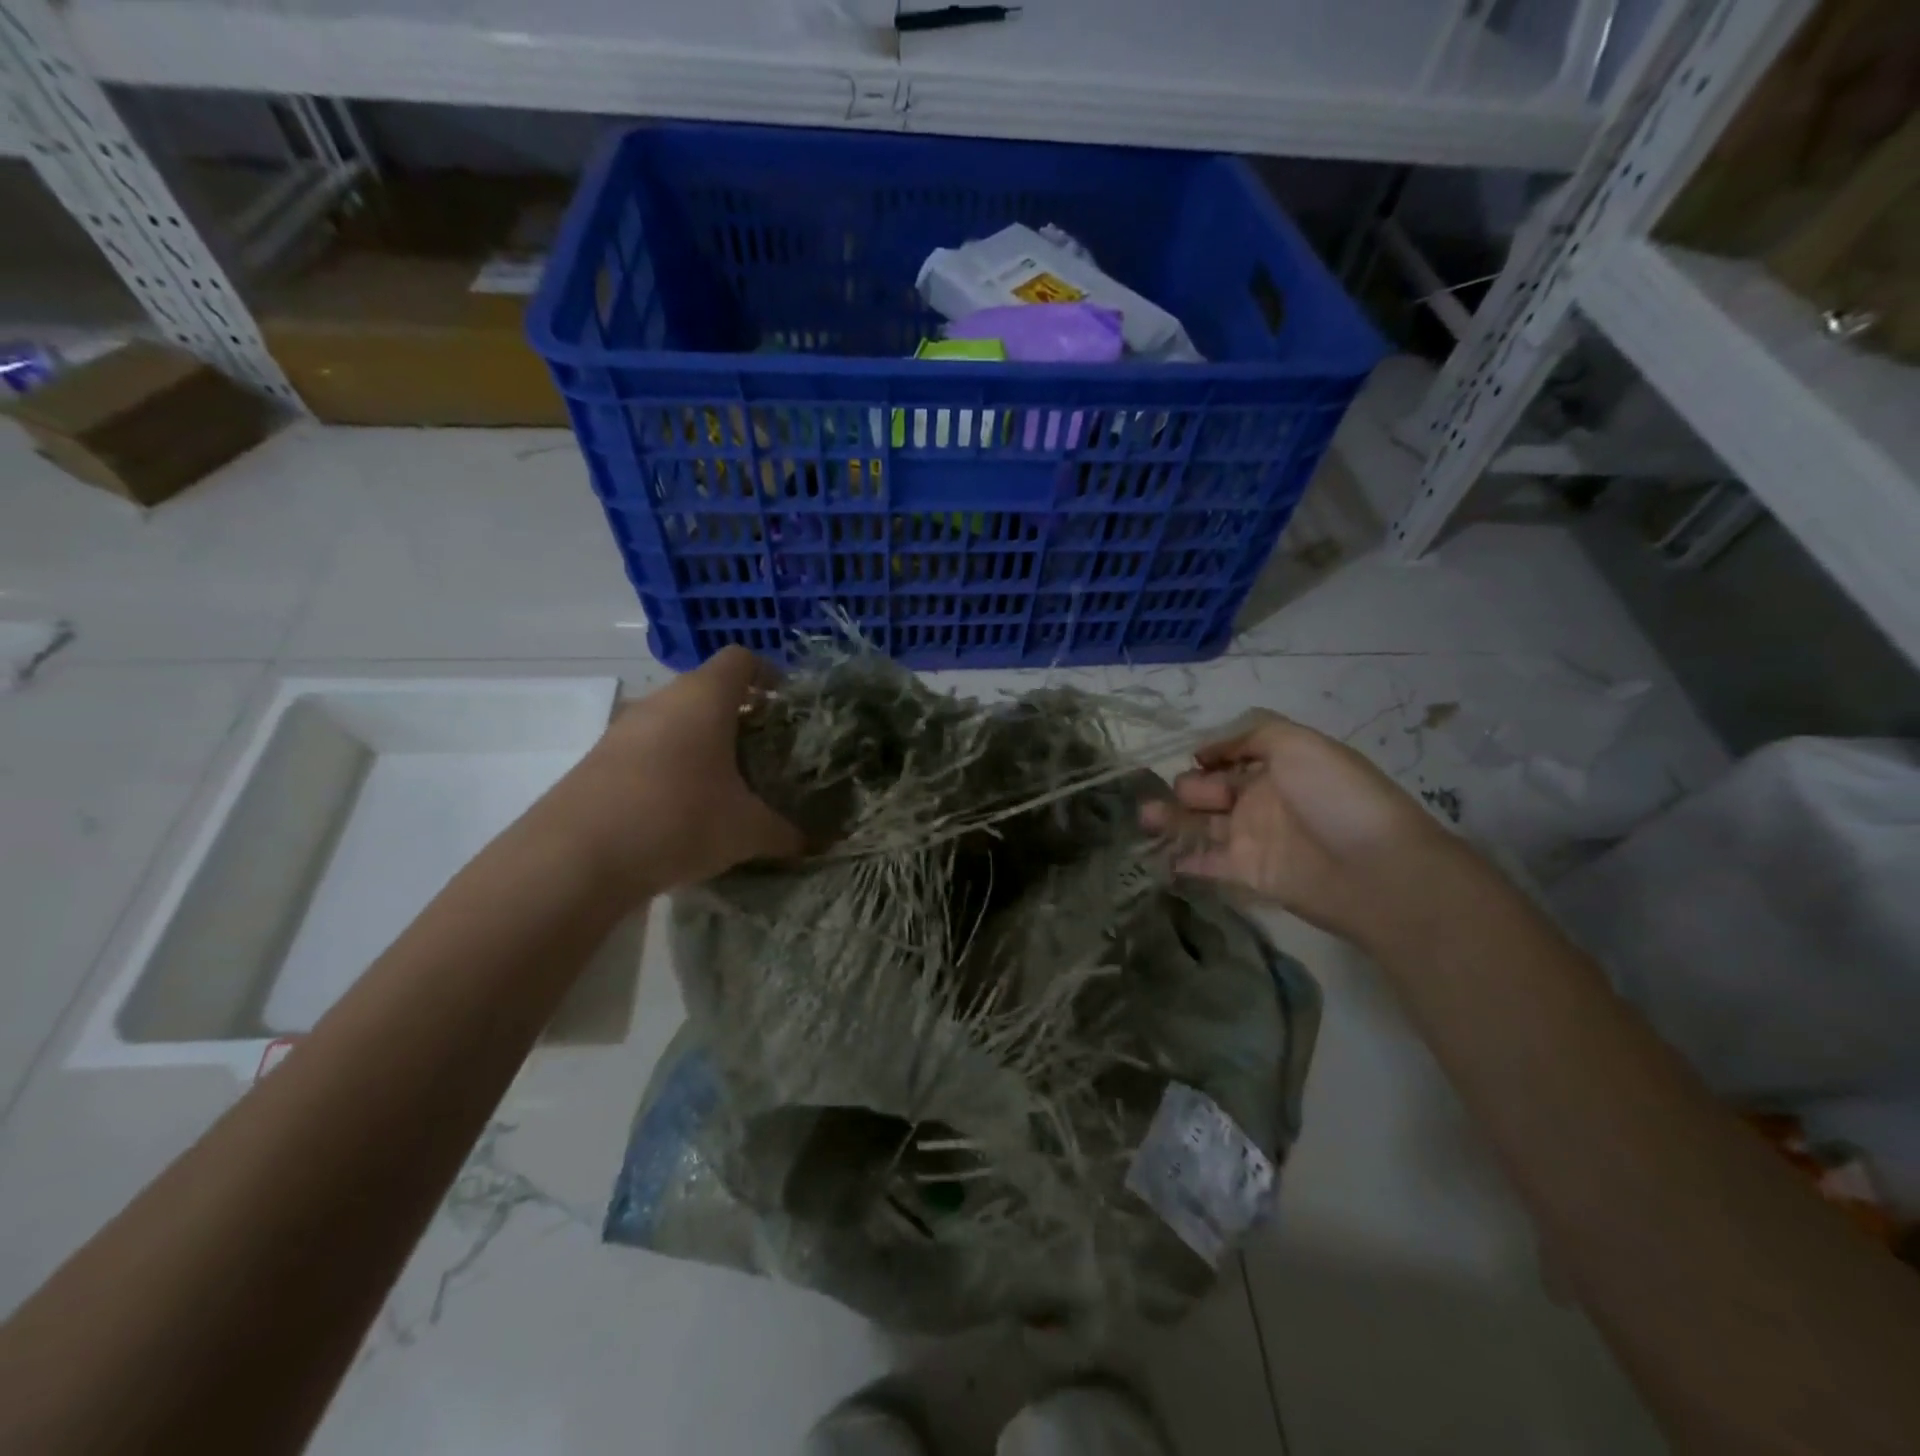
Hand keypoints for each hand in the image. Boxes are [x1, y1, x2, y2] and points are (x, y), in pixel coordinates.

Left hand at [539, 647, 804, 895]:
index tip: (786, 704)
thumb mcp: (747, 831)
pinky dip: (671, 765)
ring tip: (726, 783)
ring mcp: (623, 728)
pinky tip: (682, 808)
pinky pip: (647, 749)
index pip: (741, 660)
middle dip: (739, 716)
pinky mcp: (597, 760)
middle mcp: (662, 701)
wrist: (576, 857)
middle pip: (707, 690)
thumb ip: (786, 833)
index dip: (768, 674)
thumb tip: (813, 844)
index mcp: (705, 698)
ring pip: (674, 720)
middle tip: (764, 752)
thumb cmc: (680, 819)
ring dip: (702, 742)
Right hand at [1140, 710, 1459, 942]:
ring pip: (1199, 825)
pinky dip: (1180, 859)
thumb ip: (1252, 736)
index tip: (1193, 758)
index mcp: (1276, 767)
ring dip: (1171, 819)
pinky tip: (1157, 854)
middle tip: (1181, 795)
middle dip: (1186, 787)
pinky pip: (1205, 863)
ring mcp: (1251, 838)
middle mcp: (1260, 800)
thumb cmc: (1337, 797)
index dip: (1208, 756)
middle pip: (1209, 790)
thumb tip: (1205, 752)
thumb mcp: (1300, 744)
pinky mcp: (1246, 874)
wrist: (1375, 869)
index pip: (1230, 757)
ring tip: (1146, 817)